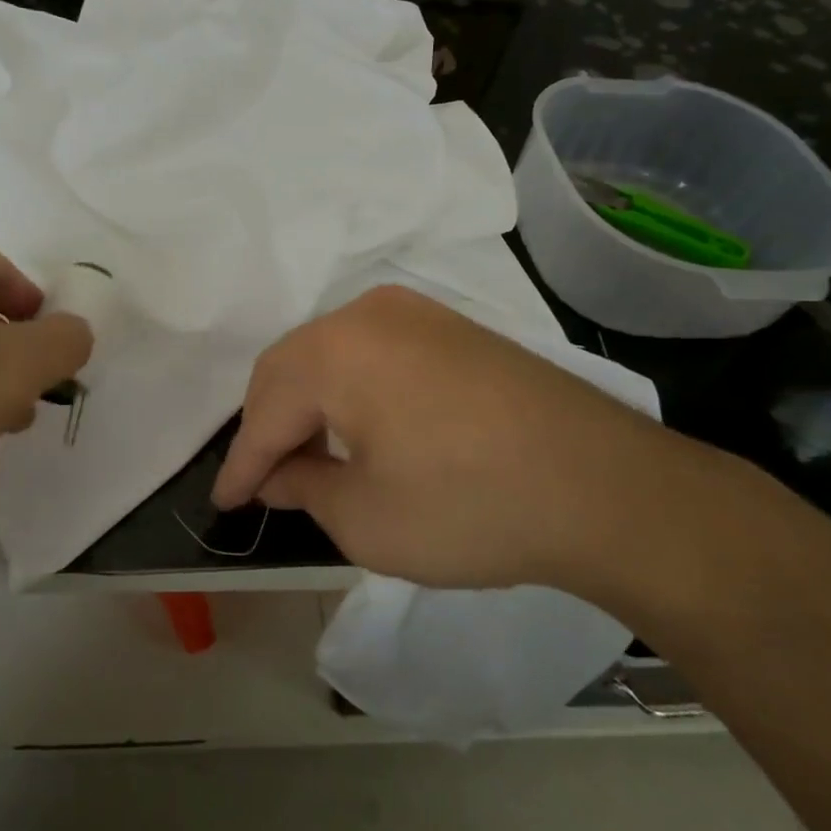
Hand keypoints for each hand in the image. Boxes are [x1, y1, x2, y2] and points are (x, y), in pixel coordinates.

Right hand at [212, 286, 722, 591]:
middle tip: (262, 479)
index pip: (266, 411)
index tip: (224, 501)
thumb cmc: (469, 507)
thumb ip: (304, 487)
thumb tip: (279, 474)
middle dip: (270, 425)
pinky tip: (359, 426)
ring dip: (309, 403)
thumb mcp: (365, 518)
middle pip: (292, 369)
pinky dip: (350, 389)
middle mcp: (367, 314)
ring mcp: (416, 313)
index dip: (241, 463)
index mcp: (335, 350)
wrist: (606, 487)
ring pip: (331, 354)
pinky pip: (373, 352)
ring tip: (305, 454)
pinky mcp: (452, 328)